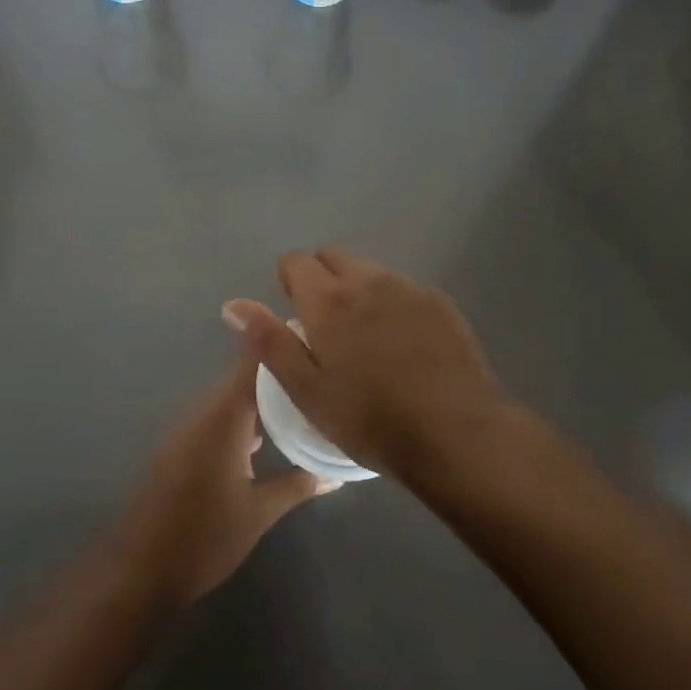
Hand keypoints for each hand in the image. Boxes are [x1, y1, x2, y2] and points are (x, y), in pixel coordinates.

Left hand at [115, 350, 327, 608]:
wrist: (138, 573)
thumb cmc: (204, 538)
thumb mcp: (260, 512)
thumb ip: (299, 484)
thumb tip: (337, 473)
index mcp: (224, 416)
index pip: (255, 360)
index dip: (282, 341)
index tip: (316, 336)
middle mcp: (204, 412)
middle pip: (245, 376)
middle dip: (281, 372)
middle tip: (321, 374)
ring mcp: (188, 429)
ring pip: (231, 398)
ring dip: (262, 398)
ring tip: (303, 402)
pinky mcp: (180, 447)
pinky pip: (217, 417)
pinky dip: (243, 417)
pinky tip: (266, 436)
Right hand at [223, 248, 511, 476]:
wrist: (456, 432)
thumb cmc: (370, 419)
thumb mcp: (307, 391)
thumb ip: (269, 342)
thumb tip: (234, 305)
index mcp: (329, 300)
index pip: (297, 261)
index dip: (289, 281)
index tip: (294, 313)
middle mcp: (368, 281)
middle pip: (334, 257)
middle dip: (321, 278)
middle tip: (325, 327)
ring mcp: (408, 288)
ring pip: (370, 271)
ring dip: (358, 290)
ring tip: (365, 340)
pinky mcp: (439, 303)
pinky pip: (402, 288)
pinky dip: (391, 304)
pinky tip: (402, 346)